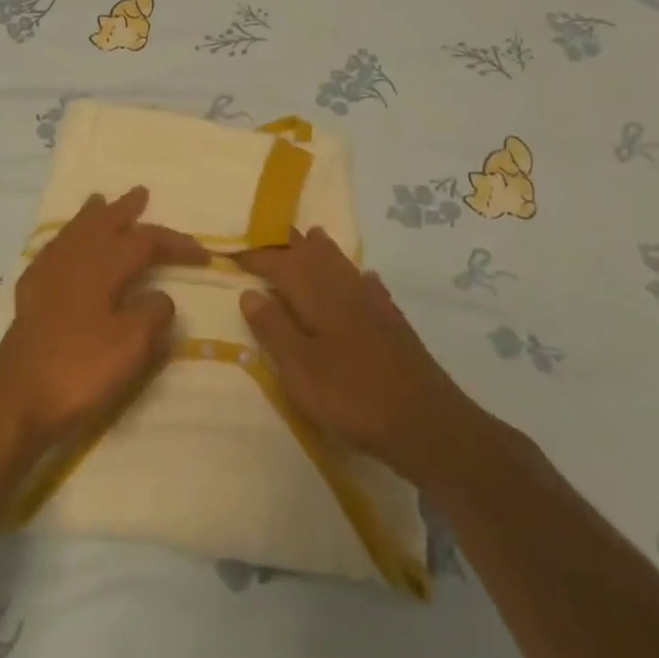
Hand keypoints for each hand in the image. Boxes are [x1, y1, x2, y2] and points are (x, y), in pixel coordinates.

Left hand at [0, 188, 207, 457]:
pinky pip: (53, 251)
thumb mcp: (130, 345)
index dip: (174, 243)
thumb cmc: (79, 369)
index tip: (203, 253)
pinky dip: (66, 240)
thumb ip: (152, 314)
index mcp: (101, 266)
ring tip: (99, 202)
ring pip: (74, 233)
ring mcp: (47, 275)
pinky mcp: (31, 295)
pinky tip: (64, 247)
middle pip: (102, 224)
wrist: (16, 398)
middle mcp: (73, 260)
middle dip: (124, 210)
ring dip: (92, 217)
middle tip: (140, 194)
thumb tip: (160, 296)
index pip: (144, 242)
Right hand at [236, 228, 462, 482]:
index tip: (233, 253)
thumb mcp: (299, 368)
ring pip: (343, 264)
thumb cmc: (352, 396)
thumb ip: (273, 328)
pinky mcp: (393, 323)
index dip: (256, 256)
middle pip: (315, 254)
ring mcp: (373, 304)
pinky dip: (356, 276)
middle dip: (291, 243)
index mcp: (317, 296)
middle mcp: (345, 289)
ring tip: (311, 236)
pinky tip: (363, 279)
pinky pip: (368, 285)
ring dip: (323, 250)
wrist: (426, 422)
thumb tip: (249, 292)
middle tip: (270, 234)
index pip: (280, 264)